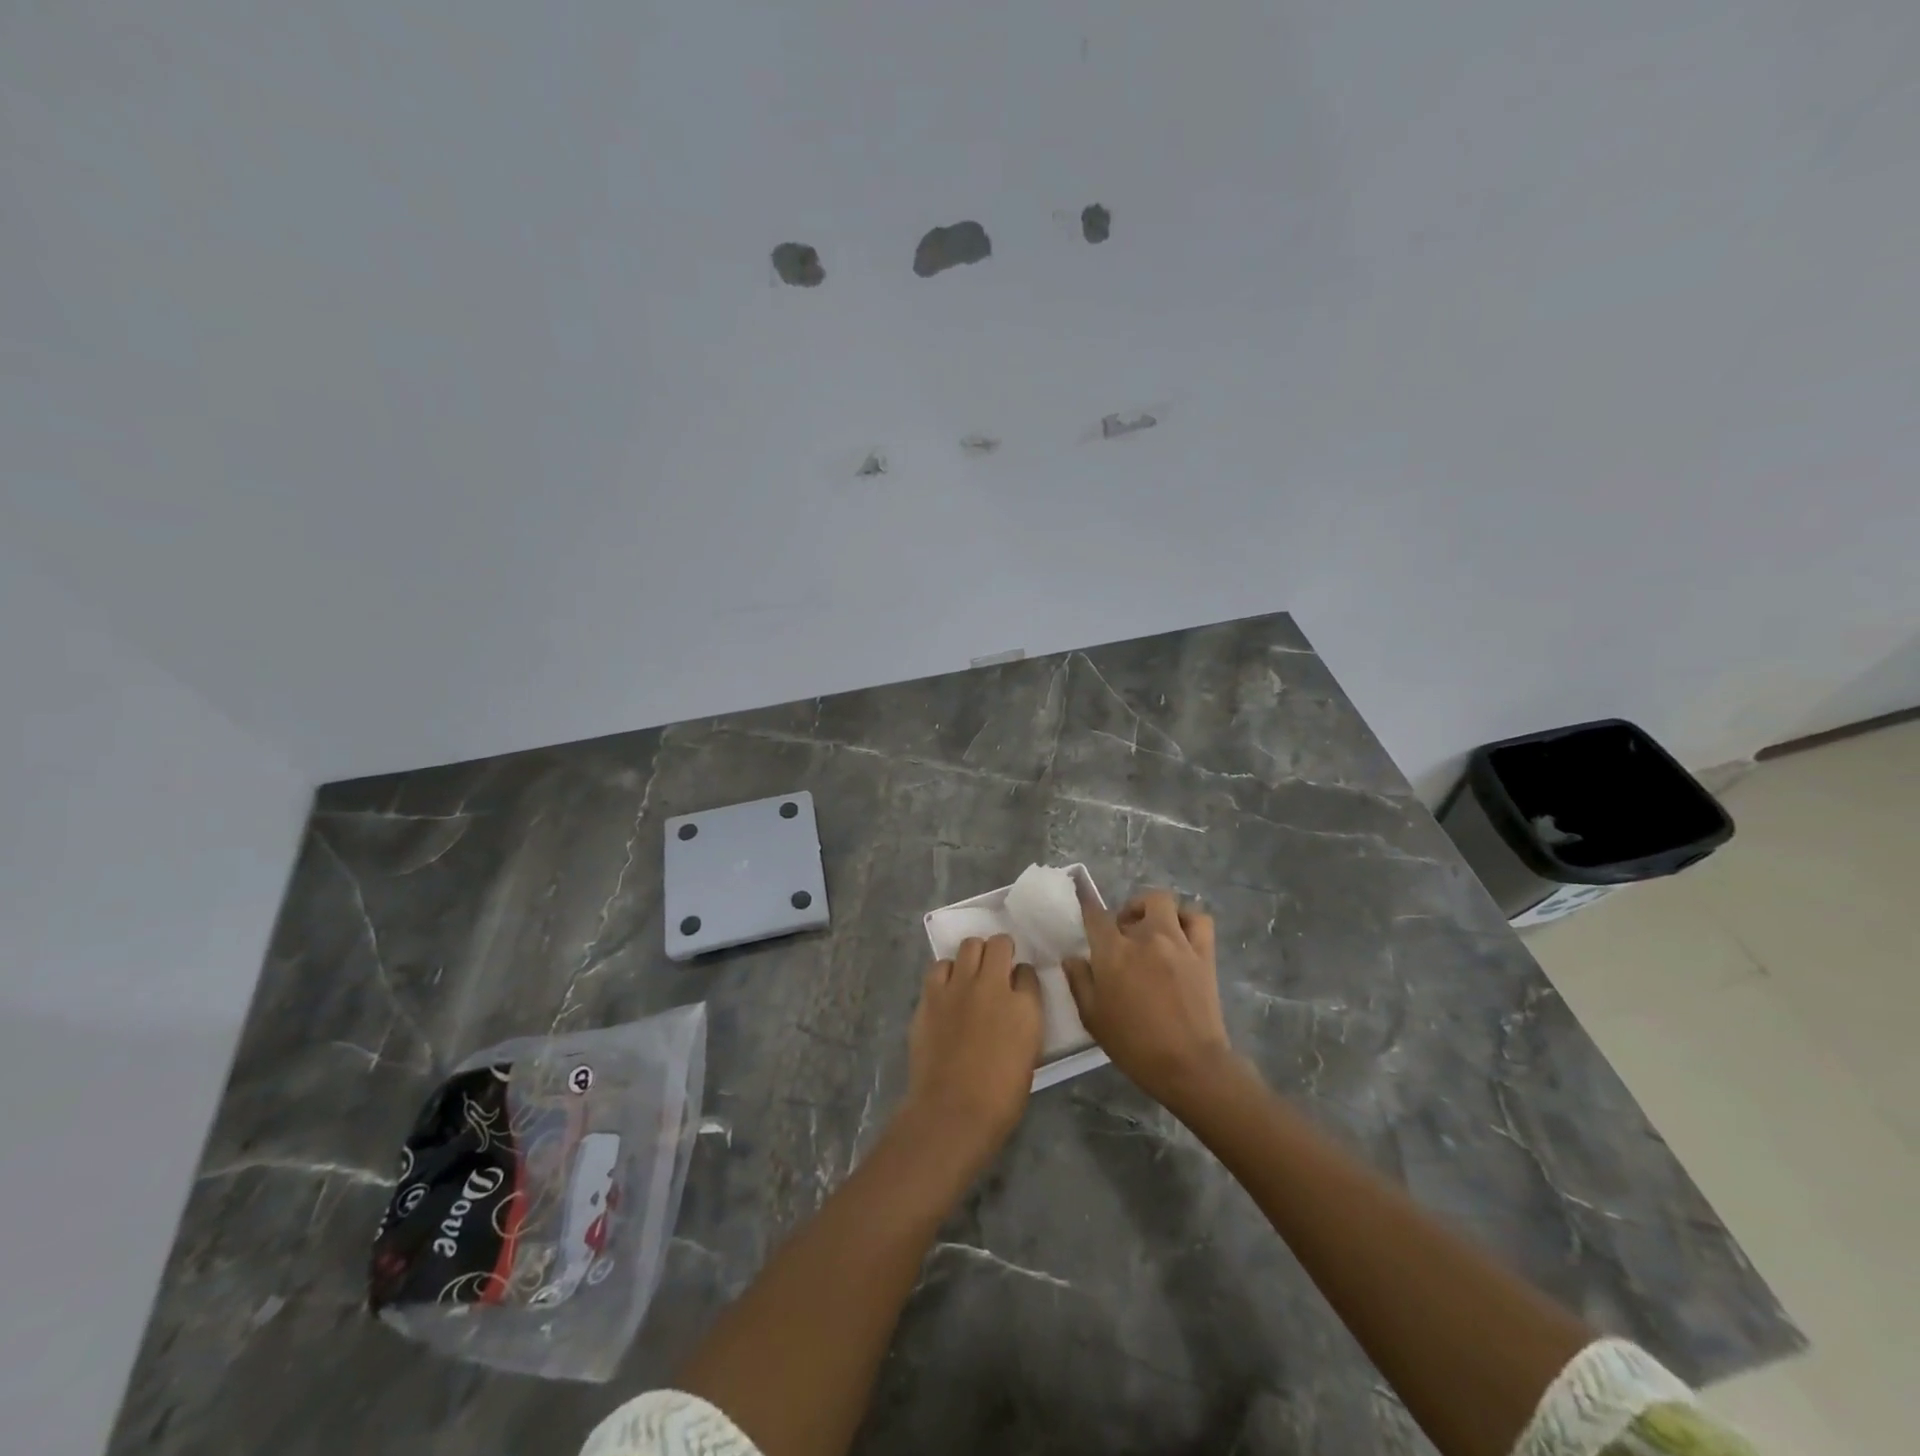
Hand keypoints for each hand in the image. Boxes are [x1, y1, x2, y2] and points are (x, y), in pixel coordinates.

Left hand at [904, 935, 1043, 1161]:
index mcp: (1025, 1006)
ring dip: (974, 955)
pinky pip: (940, 966)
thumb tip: (1013, 1009)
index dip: (1022, 977)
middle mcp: (993, 985)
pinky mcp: (931, 993)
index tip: (1017, 986)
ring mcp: (959, 986)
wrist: (953, 1110)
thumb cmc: (1000, 1097)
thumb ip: (1023, 1021)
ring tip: (971, 972)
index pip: (1028, 972)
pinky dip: (947, 971)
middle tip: (996, 966)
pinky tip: (947, 987)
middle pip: (999, 945)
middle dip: (1000, 951)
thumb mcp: (1028, 1054)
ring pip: (969, 946)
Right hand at [1063, 890, 1237, 1114]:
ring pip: (1167, 903)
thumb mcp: (1093, 1018)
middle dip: (1126, 913)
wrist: (1189, 1065)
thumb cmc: (1134, 1044)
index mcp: (1114, 952)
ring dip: (1156, 911)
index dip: (1087, 907)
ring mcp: (1179, 942)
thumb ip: (1079, 982)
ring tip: (1153, 929)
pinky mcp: (1204, 954)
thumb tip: (1072, 958)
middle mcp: (1146, 937)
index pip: (1095, 915)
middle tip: (1123, 935)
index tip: (1084, 906)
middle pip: (1137, 903)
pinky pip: (1199, 920)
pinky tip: (1181, 936)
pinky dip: (1188, 920)